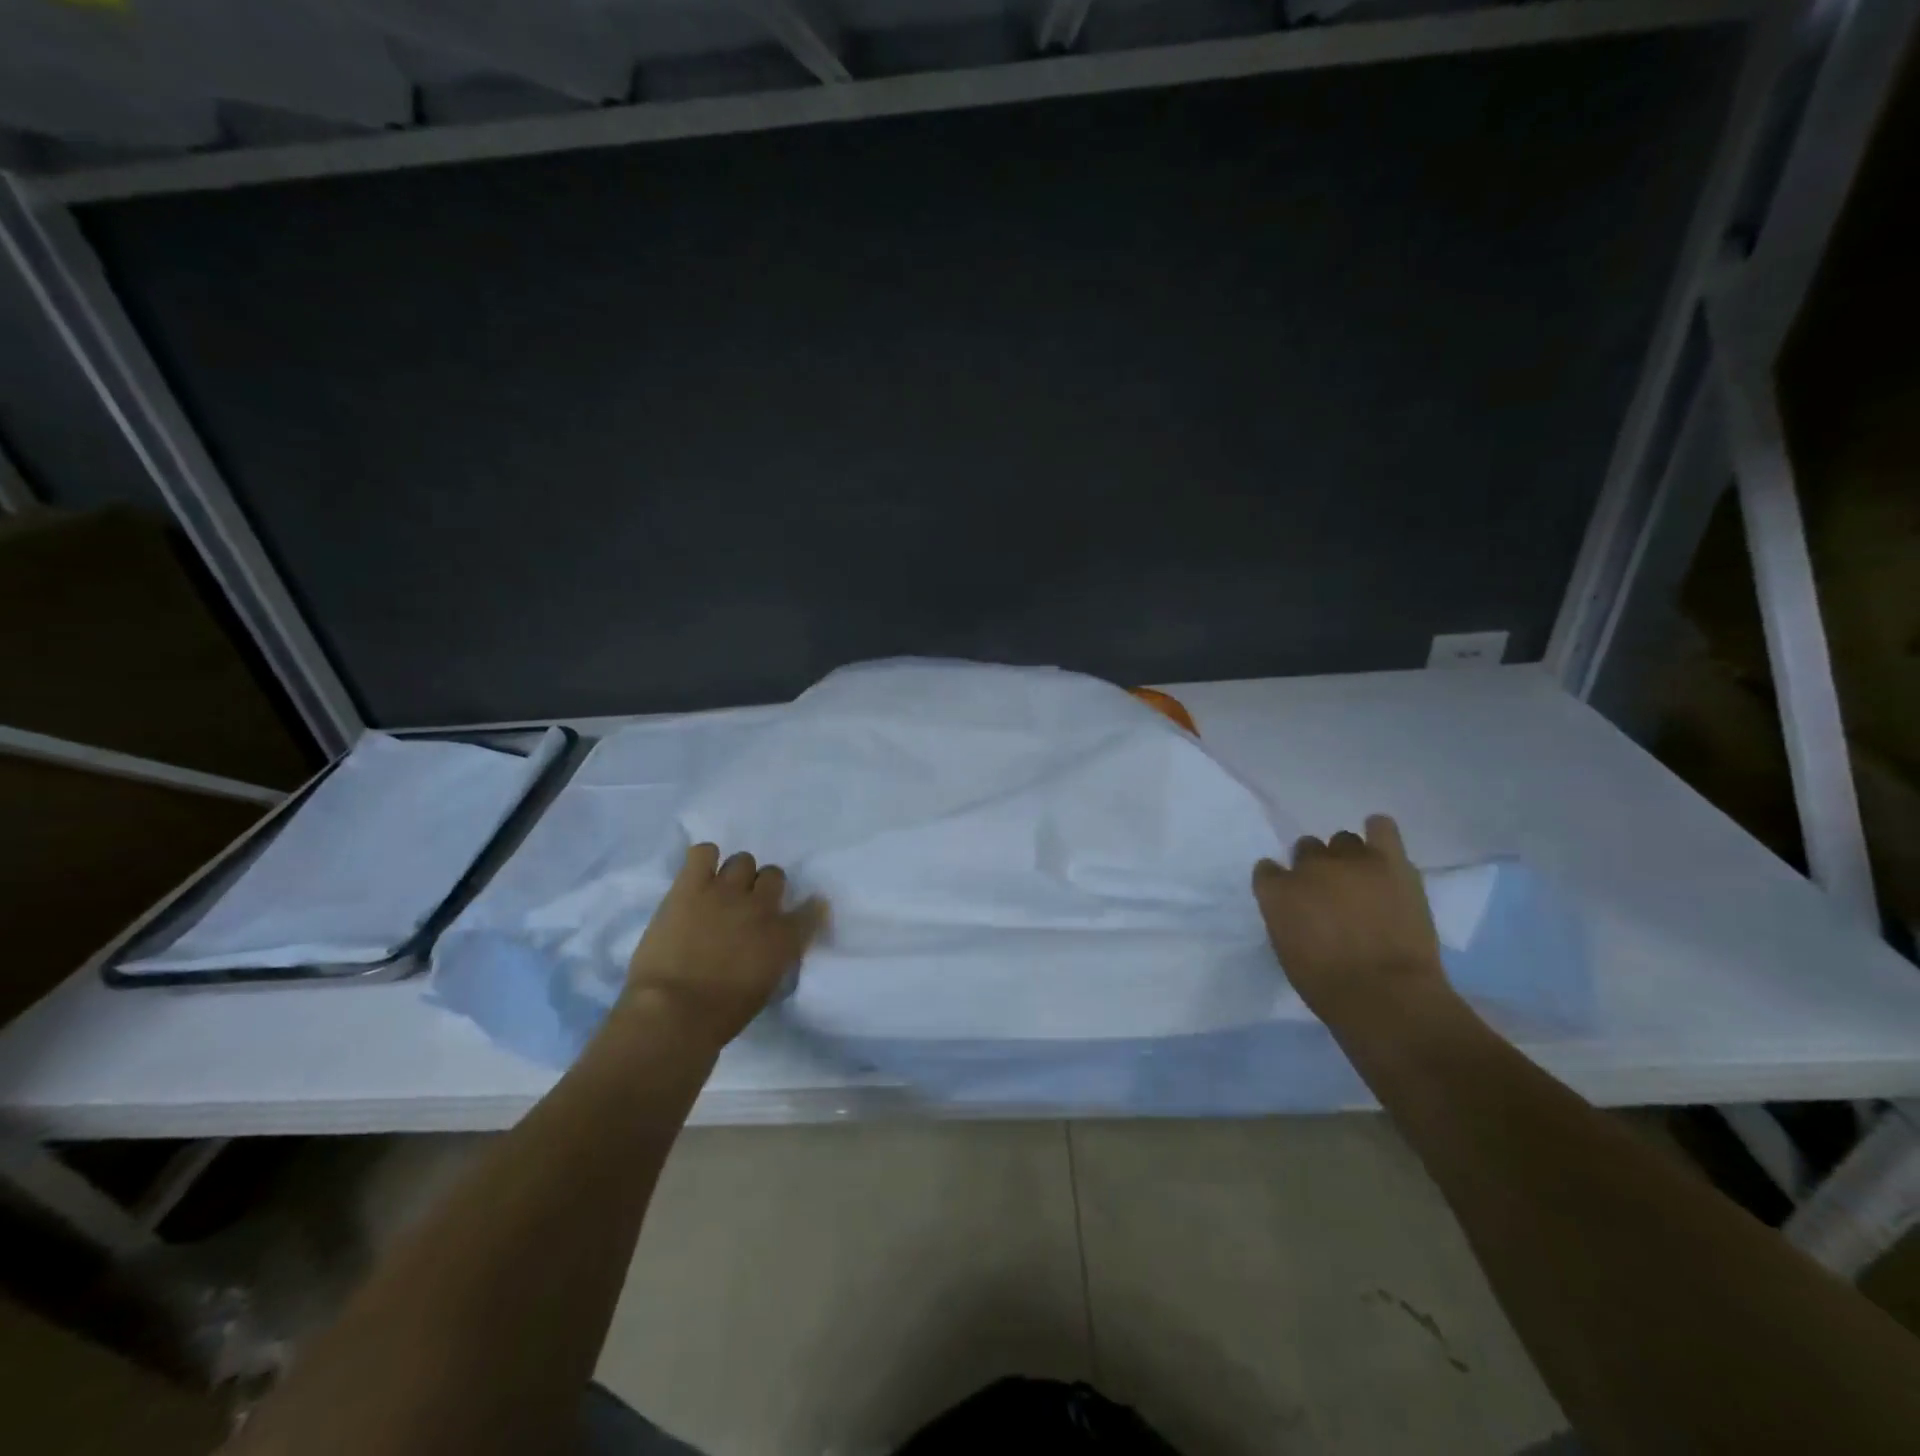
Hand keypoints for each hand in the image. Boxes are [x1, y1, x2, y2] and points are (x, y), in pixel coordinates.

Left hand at [621, 843, 826, 1052]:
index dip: (807, 908)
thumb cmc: (719, 1016)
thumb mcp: (764, 988)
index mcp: (785, 938)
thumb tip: (767, 945)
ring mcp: (726, 891)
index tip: (800, 913)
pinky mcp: (691, 886)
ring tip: (719, 892)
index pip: (812, 909)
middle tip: (746, 906)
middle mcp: (761, 907)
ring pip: (743, 860)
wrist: (673, 1013)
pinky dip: (703, 860)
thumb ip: (773, 958)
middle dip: (763, 888)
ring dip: (735, 876)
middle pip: (774, 875)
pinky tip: (697, 877)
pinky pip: (704, 852)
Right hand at [1251, 815, 1449, 1026]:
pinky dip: (1379, 832)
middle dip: (1315, 868)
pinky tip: (1381, 846)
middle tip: (1331, 893)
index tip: (1292, 899)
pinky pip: (1382, 828)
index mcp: (1276, 892)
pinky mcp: (1389, 861)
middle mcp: (1308, 868)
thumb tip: (1299, 910)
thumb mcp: (1288, 951)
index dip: (1280, 883)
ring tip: (1361, 878)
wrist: (1386, 996)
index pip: (1267, 871)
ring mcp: (1350, 861)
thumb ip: (1287, 919)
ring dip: (1347, 857)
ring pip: (1342, 840)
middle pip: (1306, 849)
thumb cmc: (1328, 987)